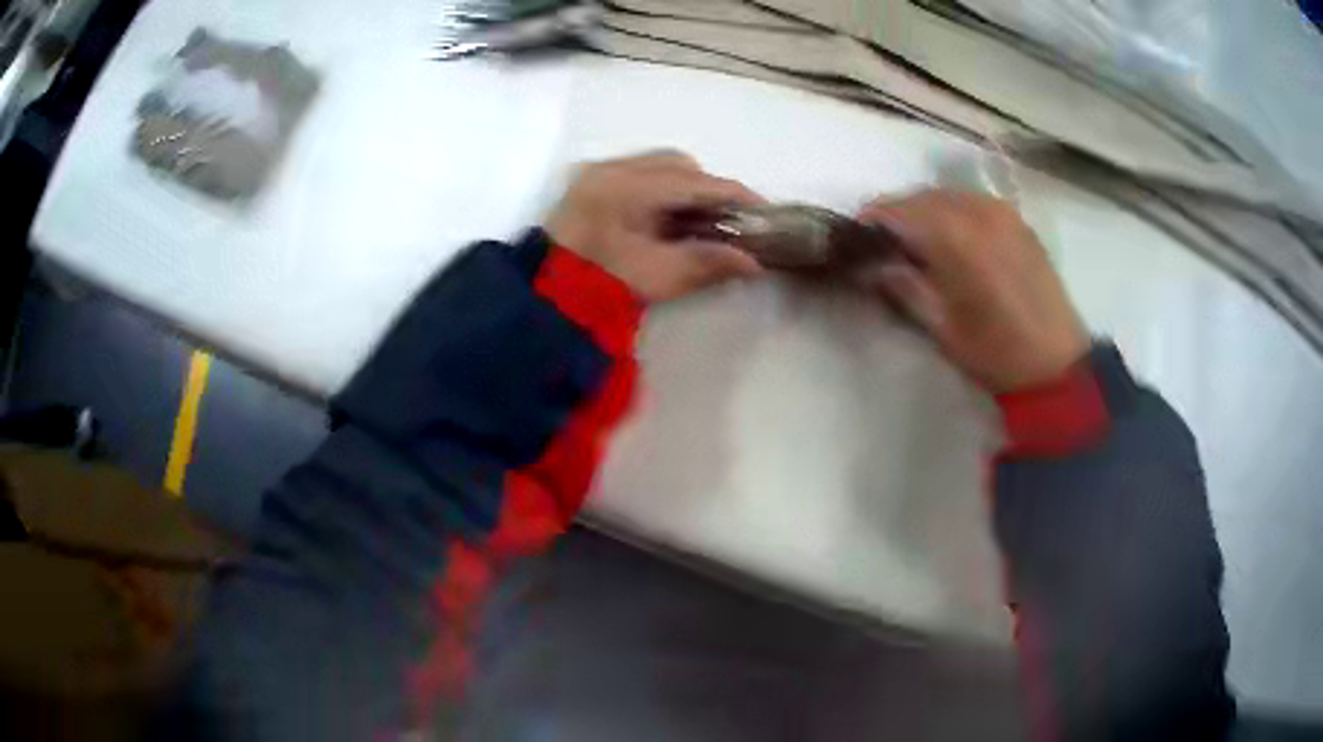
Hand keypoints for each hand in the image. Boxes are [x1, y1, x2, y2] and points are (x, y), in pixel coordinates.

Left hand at [545, 151, 763, 301]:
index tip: (763, 212)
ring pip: (658, 166)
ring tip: (695, 224)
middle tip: (725, 223)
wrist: (543, 301)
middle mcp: (611, 168)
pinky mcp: (588, 183)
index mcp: (628, 186)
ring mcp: (596, 172)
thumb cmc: (601, 288)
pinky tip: (664, 219)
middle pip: (678, 164)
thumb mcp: (659, 277)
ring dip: (684, 189)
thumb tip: (754, 263)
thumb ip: (708, 262)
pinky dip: (660, 190)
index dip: (735, 196)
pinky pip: (638, 173)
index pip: (696, 181)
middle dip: (708, 190)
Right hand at [858, 189, 1088, 392]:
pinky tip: (952, 239)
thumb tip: (873, 264)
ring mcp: (1001, 211)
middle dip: (897, 214)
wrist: (1057, 364)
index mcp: (954, 235)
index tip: (855, 240)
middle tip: (883, 243)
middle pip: (921, 196)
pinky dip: (953, 212)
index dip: (871, 221)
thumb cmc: (996, 352)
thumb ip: (903, 286)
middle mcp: (977, 209)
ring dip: (925, 211)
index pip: (897, 210)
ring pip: (947, 195)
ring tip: (917, 241)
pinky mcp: (1018, 220)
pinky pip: (972, 202)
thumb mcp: (941, 326)